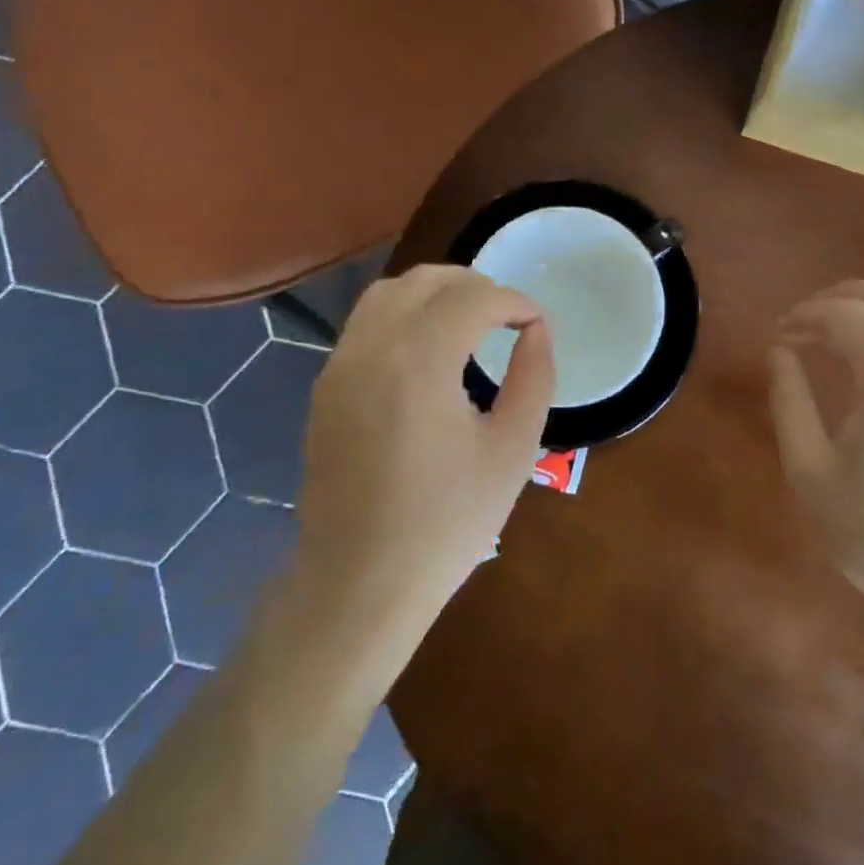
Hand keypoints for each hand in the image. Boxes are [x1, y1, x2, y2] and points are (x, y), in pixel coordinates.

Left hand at [296, 265, 554, 621]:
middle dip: (475, 285)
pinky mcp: (326, 387)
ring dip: (435, 293)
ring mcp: (340, 365)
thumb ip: (533, 376)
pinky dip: (404, 314)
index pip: (473, 297)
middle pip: (426, 280)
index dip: (514, 301)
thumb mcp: (513, 450)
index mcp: (419, 361)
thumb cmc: (447, 522)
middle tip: (508, 316)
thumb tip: (536, 330)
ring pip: (388, 293)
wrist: (360, 584)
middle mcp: (371, 348)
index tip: (537, 324)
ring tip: (470, 322)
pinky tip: (429, 350)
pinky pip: (366, 323)